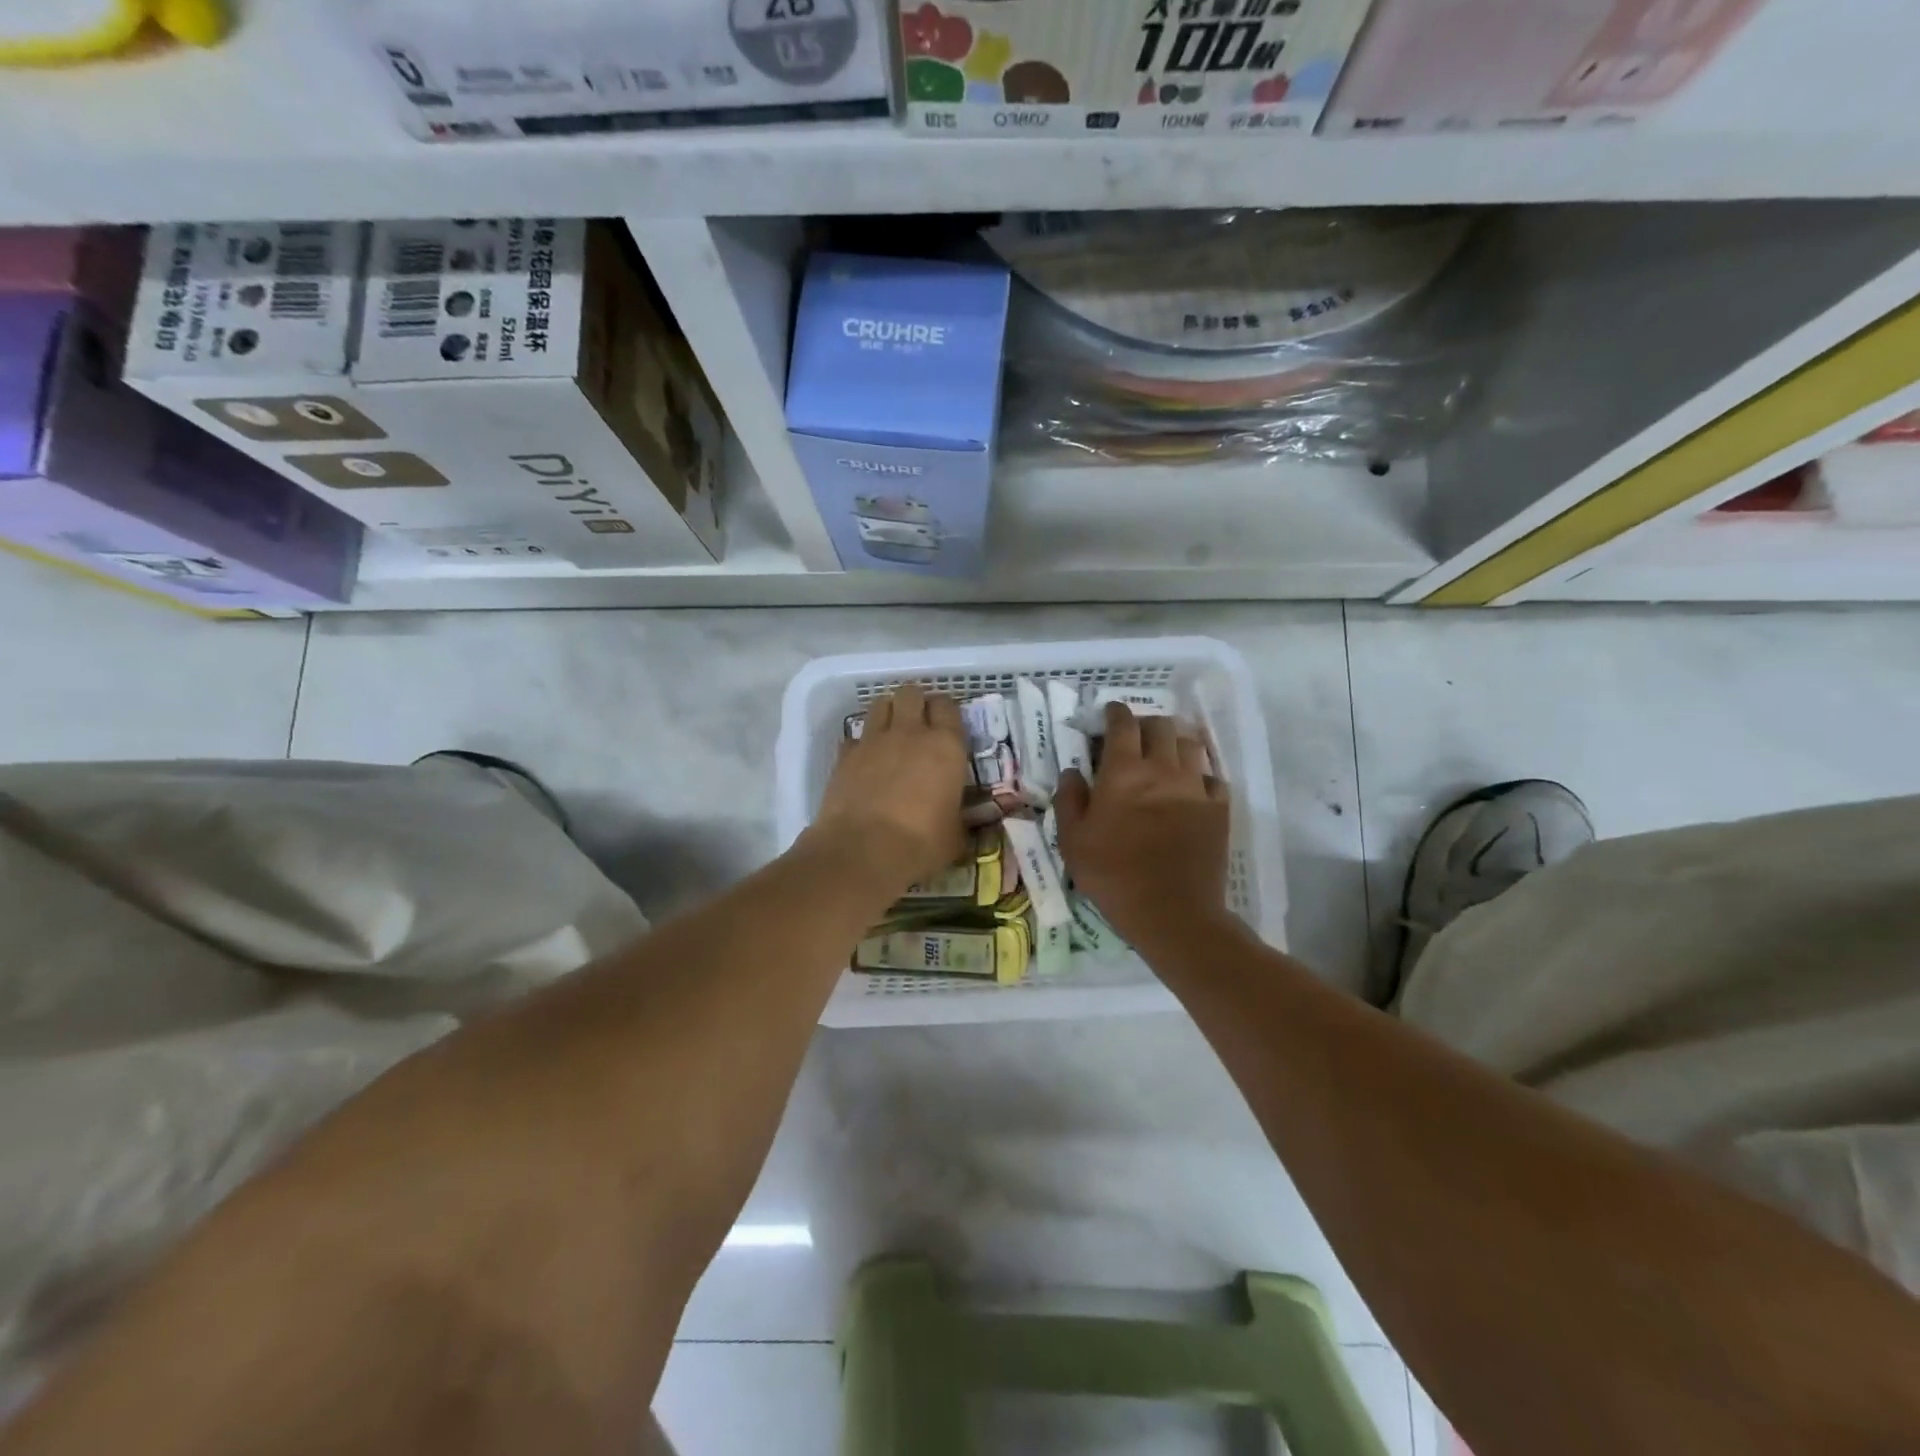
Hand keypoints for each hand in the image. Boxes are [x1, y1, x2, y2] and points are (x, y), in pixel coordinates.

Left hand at [808, 683, 969, 897]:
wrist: (863, 851)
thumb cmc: (921, 844)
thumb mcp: (955, 835)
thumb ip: (960, 818)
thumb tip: (961, 821)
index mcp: (946, 747)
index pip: (948, 706)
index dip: (946, 711)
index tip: (947, 724)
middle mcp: (910, 733)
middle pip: (911, 693)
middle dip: (915, 702)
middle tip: (918, 723)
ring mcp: (873, 741)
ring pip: (880, 704)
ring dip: (888, 713)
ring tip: (891, 733)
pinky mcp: (845, 755)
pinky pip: (855, 737)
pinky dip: (861, 744)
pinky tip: (865, 762)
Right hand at [1055, 702, 1233, 955]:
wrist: (1172, 911)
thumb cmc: (1113, 874)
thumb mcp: (1073, 841)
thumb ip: (1069, 800)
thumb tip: (1072, 772)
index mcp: (1123, 771)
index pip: (1123, 724)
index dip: (1116, 712)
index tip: (1110, 713)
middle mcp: (1162, 769)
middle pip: (1161, 726)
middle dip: (1146, 723)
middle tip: (1136, 736)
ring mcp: (1195, 787)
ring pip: (1191, 745)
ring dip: (1175, 741)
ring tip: (1166, 753)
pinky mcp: (1219, 809)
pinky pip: (1212, 777)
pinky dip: (1200, 774)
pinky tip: (1191, 786)